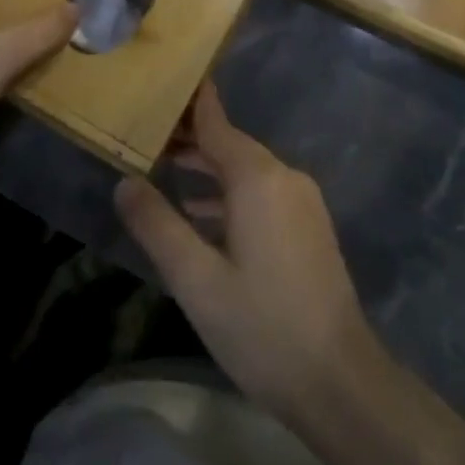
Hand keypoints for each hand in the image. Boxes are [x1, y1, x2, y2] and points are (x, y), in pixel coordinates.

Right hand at [114, 83, 380, 423]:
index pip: (216, 122)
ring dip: (208, 169)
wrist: (340, 382)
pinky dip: (229, 195)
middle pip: (230, 144)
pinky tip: (202, 215)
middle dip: (190, 139)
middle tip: (145, 134)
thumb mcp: (196, 280)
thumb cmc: (262, 327)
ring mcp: (302, 202)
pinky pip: (262, 194)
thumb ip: (157, 225)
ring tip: (164, 168)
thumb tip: (124, 182)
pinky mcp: (308, 227)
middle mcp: (284, 177)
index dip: (189, 103)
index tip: (162, 82)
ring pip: (246, 171)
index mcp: (258, 179)